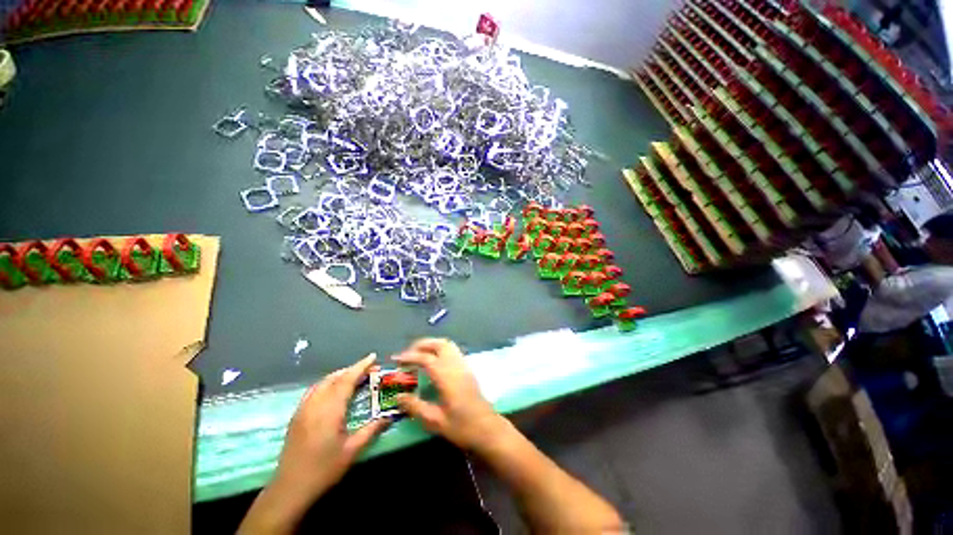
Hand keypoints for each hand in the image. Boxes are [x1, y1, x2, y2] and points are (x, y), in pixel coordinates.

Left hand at [275, 353, 389, 499]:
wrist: (289, 489)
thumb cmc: (323, 469)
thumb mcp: (352, 451)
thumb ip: (372, 430)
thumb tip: (389, 416)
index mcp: (330, 410)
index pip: (346, 380)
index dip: (361, 366)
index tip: (373, 357)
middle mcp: (315, 404)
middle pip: (334, 378)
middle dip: (352, 370)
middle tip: (368, 370)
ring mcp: (303, 409)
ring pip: (322, 383)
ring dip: (339, 376)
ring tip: (353, 377)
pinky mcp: (296, 416)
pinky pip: (313, 391)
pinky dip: (327, 384)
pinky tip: (333, 391)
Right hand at [394, 338, 506, 451]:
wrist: (488, 429)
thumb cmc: (461, 427)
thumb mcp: (434, 421)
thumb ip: (415, 406)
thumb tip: (398, 396)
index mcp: (446, 376)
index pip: (426, 358)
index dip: (409, 356)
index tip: (396, 359)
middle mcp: (456, 365)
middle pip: (439, 344)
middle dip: (422, 345)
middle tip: (408, 354)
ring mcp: (464, 365)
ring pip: (448, 345)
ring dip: (432, 345)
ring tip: (419, 355)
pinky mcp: (468, 369)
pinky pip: (453, 351)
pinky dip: (441, 349)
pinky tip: (434, 362)